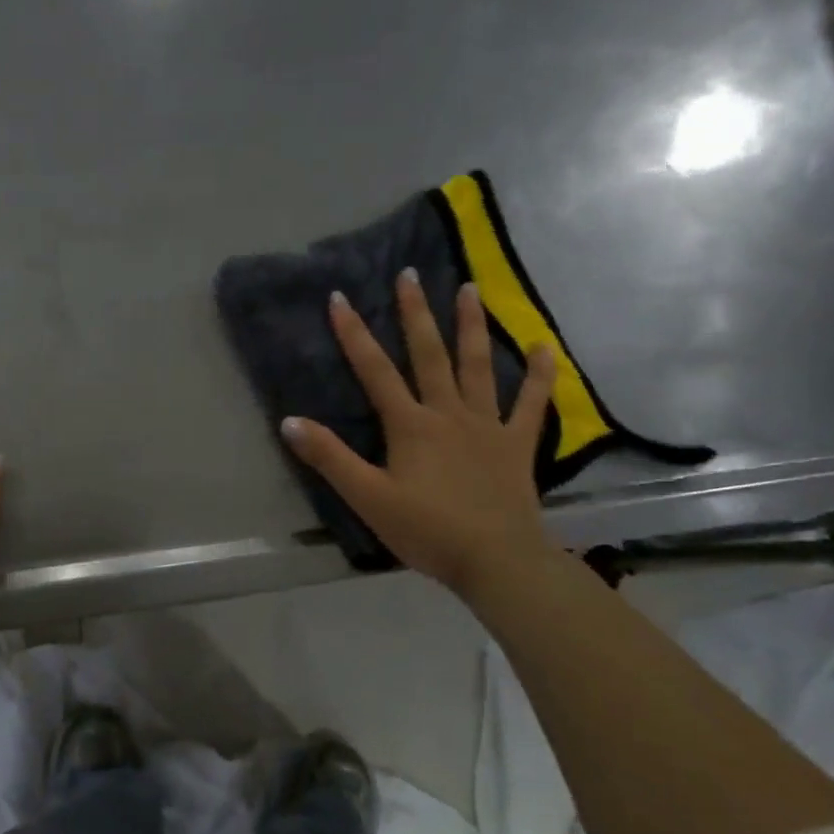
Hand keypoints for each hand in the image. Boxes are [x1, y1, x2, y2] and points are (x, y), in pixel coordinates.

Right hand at [281, 270, 557, 597]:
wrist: (496, 560)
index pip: (375, 371)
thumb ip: (329, 458)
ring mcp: (487, 425)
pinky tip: (543, 346)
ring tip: (470, 288)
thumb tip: (290, 421)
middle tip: (410, 273)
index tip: (340, 297)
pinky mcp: (516, 444)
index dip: (354, 334)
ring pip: (477, 366)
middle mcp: (448, 412)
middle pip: (429, 354)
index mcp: (410, 425)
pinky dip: (539, 375)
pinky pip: (531, 403)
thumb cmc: (427, 530)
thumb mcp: (367, 498)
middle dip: (415, 313)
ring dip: (472, 326)